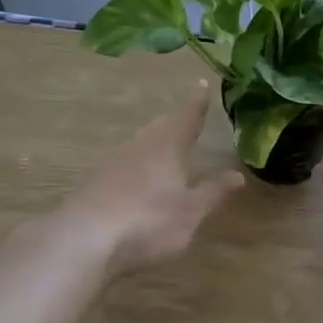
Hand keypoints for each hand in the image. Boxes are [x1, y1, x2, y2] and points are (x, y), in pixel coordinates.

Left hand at [60, 83, 244, 276]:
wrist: (85, 237)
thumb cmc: (148, 220)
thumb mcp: (190, 211)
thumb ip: (213, 192)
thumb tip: (237, 174)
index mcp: (167, 145)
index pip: (187, 116)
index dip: (197, 102)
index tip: (202, 85)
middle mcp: (141, 145)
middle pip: (161, 126)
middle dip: (176, 121)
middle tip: (188, 115)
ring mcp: (115, 162)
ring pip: (141, 142)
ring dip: (156, 139)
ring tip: (167, 142)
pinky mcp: (98, 181)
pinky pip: (126, 162)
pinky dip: (139, 162)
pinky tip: (139, 175)